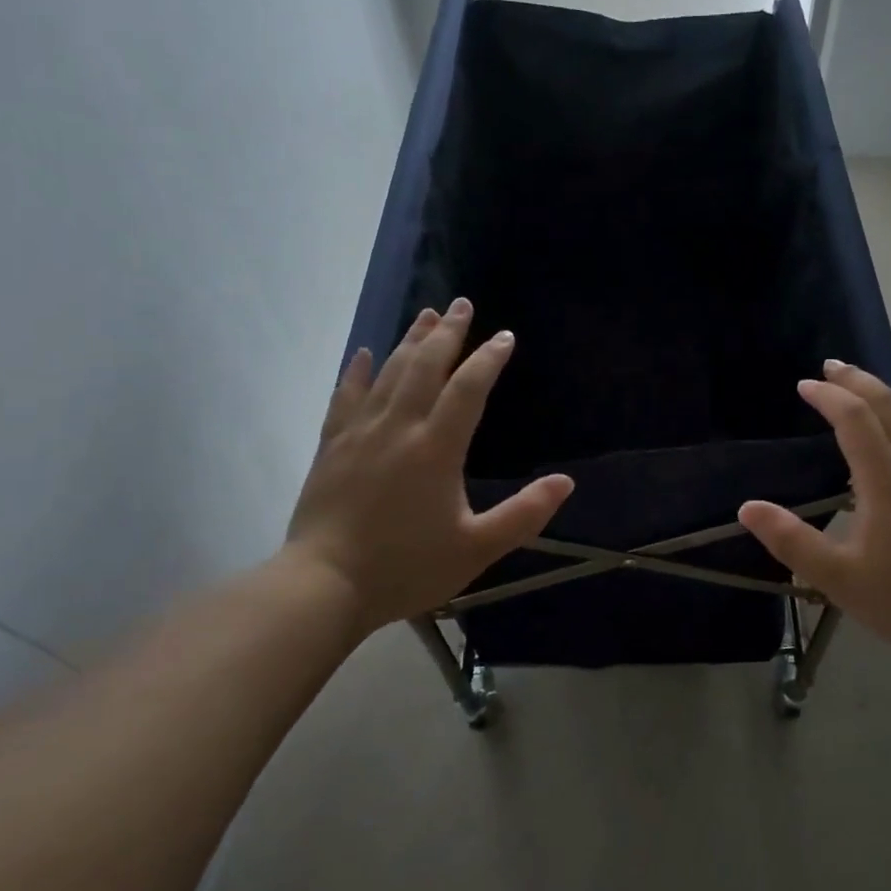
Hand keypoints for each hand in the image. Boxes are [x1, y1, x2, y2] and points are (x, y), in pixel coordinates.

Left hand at [282, 298, 573, 637]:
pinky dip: (358, 371)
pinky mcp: (331, 446)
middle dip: (448, 333)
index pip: (468, 389)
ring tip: (427, 315)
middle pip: (425, 366)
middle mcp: (398, 428)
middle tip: (462, 304)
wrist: (324, 586)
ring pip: (388, 373)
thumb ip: (524, 514)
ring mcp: (359, 433)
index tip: (504, 337)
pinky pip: (345, 397)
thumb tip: (566, 482)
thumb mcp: (477, 548)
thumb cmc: (406, 567)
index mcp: (436, 448)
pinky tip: (365, 353)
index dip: (488, 359)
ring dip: (410, 341)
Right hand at [737, 361, 890, 673]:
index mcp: (888, 478)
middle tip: (831, 366)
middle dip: (857, 380)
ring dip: (884, 394)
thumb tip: (747, 508)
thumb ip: (792, 542)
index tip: (804, 385)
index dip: (828, 396)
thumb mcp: (841, 579)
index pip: (855, 418)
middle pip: (889, 404)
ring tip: (862, 388)